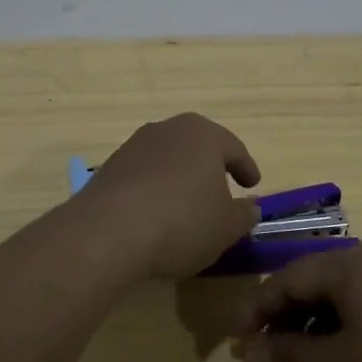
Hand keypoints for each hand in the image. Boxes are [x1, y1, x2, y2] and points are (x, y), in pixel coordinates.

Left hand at [74, 113, 262, 279]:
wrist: (108, 232)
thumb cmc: (182, 221)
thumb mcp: (226, 227)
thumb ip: (243, 215)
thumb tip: (249, 207)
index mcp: (203, 134)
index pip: (233, 148)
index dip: (246, 167)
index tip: (253, 185)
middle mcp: (167, 130)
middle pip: (197, 146)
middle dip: (210, 167)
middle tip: (222, 189)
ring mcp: (134, 146)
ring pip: (168, 159)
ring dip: (180, 178)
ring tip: (186, 205)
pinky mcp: (109, 167)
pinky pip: (143, 176)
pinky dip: (155, 190)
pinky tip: (156, 214)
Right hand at [234, 241, 361, 361]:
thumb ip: (288, 358)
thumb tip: (249, 357)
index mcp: (353, 262)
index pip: (287, 277)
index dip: (257, 309)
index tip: (238, 342)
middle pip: (317, 282)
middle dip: (287, 319)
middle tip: (269, 357)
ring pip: (348, 296)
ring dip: (319, 328)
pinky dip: (352, 331)